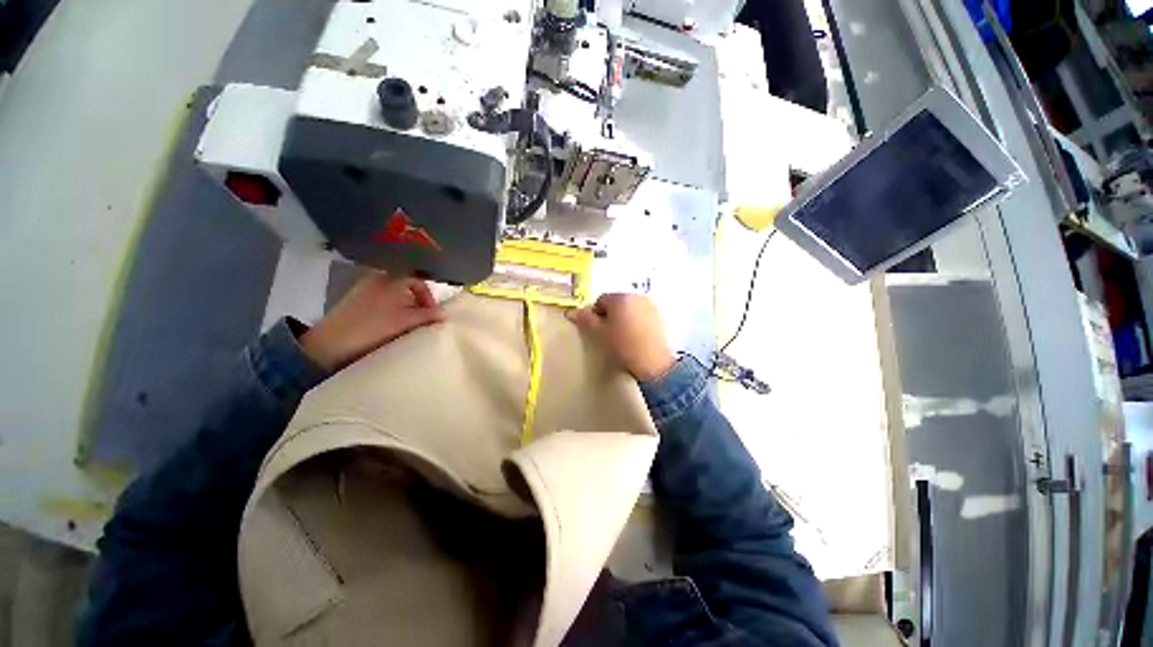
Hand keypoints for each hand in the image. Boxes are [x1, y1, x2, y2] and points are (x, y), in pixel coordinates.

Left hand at [301, 273, 444, 370]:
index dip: (429, 297)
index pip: (419, 280)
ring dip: (405, 307)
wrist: (331, 343)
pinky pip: (381, 300)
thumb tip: (444, 314)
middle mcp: (377, 277)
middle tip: (422, 320)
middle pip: (406, 286)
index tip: (432, 314)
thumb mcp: (406, 321)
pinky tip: (390, 324)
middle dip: (417, 303)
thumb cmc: (373, 327)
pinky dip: (391, 310)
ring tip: (407, 324)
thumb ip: (428, 316)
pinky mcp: (354, 300)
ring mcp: (363, 288)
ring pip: (393, 294)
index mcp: (391, 278)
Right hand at [567, 293, 675, 381]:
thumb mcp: (599, 334)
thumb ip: (585, 320)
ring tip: (623, 338)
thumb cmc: (623, 346)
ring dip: (623, 318)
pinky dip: (636, 322)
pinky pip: (641, 315)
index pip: (600, 301)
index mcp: (620, 297)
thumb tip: (571, 312)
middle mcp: (636, 296)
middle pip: (616, 303)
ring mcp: (650, 305)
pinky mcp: (659, 316)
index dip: (595, 316)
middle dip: (610, 316)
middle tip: (609, 335)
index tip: (598, 331)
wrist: (654, 363)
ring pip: (629, 309)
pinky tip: (636, 338)